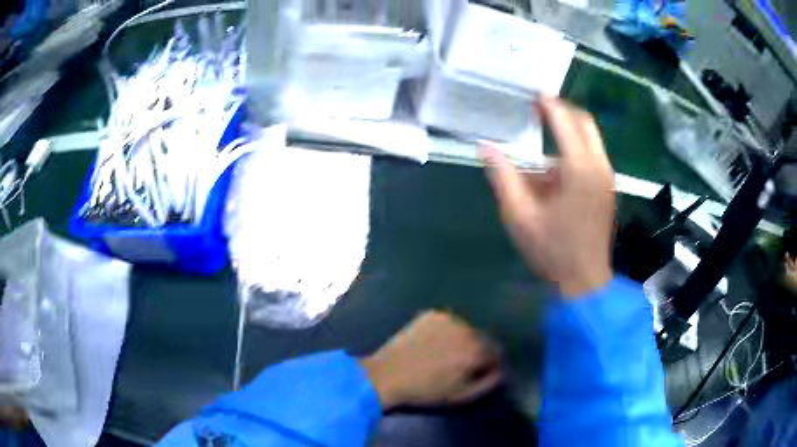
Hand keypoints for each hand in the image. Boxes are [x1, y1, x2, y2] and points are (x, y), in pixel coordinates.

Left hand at [359, 311, 501, 409]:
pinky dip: (448, 332)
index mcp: (476, 349)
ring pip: (466, 330)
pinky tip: (435, 344)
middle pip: (483, 339)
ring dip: (463, 340)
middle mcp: (467, 329)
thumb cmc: (426, 390)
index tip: (482, 373)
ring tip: (447, 354)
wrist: (388, 375)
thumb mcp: (462, 395)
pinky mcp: (431, 315)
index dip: (492, 365)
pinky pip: (449, 323)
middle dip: (478, 352)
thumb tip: (500, 371)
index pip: (497, 353)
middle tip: (463, 366)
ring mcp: (448, 318)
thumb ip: (488, 383)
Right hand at [482, 98, 614, 297]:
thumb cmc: (552, 250)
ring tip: (543, 135)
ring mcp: (607, 176)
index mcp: (578, 169)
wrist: (585, 280)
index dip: (548, 104)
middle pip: (584, 122)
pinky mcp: (608, 187)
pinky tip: (555, 168)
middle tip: (539, 108)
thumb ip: (503, 177)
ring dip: (569, 131)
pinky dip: (575, 149)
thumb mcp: (519, 216)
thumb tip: (485, 147)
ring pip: (591, 138)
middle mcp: (598, 166)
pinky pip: (592, 155)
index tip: (533, 93)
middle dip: (563, 110)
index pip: (564, 122)